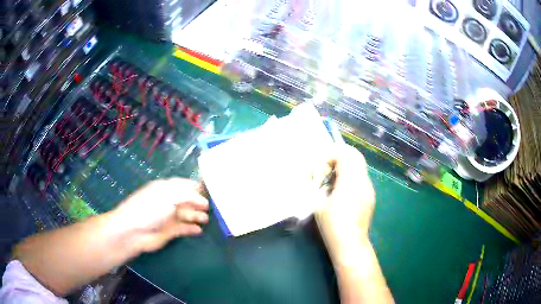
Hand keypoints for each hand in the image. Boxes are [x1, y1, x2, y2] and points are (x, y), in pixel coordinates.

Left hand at [109, 178, 208, 252]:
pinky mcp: (169, 231)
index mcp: (165, 188)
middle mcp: (168, 201)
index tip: (211, 190)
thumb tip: (204, 199)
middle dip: (199, 202)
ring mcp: (168, 216)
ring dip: (196, 215)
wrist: (134, 231)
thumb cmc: (150, 208)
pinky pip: (184, 228)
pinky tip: (199, 230)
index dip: (196, 187)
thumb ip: (188, 195)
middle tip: (213, 206)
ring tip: (206, 219)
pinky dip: (191, 228)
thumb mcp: (169, 195)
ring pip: (186, 214)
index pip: (184, 184)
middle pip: (187, 200)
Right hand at [315, 144, 374, 259]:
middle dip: (339, 157)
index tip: (321, 169)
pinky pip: (361, 177)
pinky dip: (351, 176)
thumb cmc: (332, 225)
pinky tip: (342, 191)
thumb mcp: (318, 204)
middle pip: (356, 156)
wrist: (351, 244)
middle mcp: (363, 181)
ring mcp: (369, 189)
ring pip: (360, 166)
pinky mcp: (370, 196)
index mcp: (350, 181)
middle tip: (327, 170)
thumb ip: (320, 186)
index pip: (345, 154)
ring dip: (346, 167)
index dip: (331, 156)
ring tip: (333, 181)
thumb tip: (324, 180)